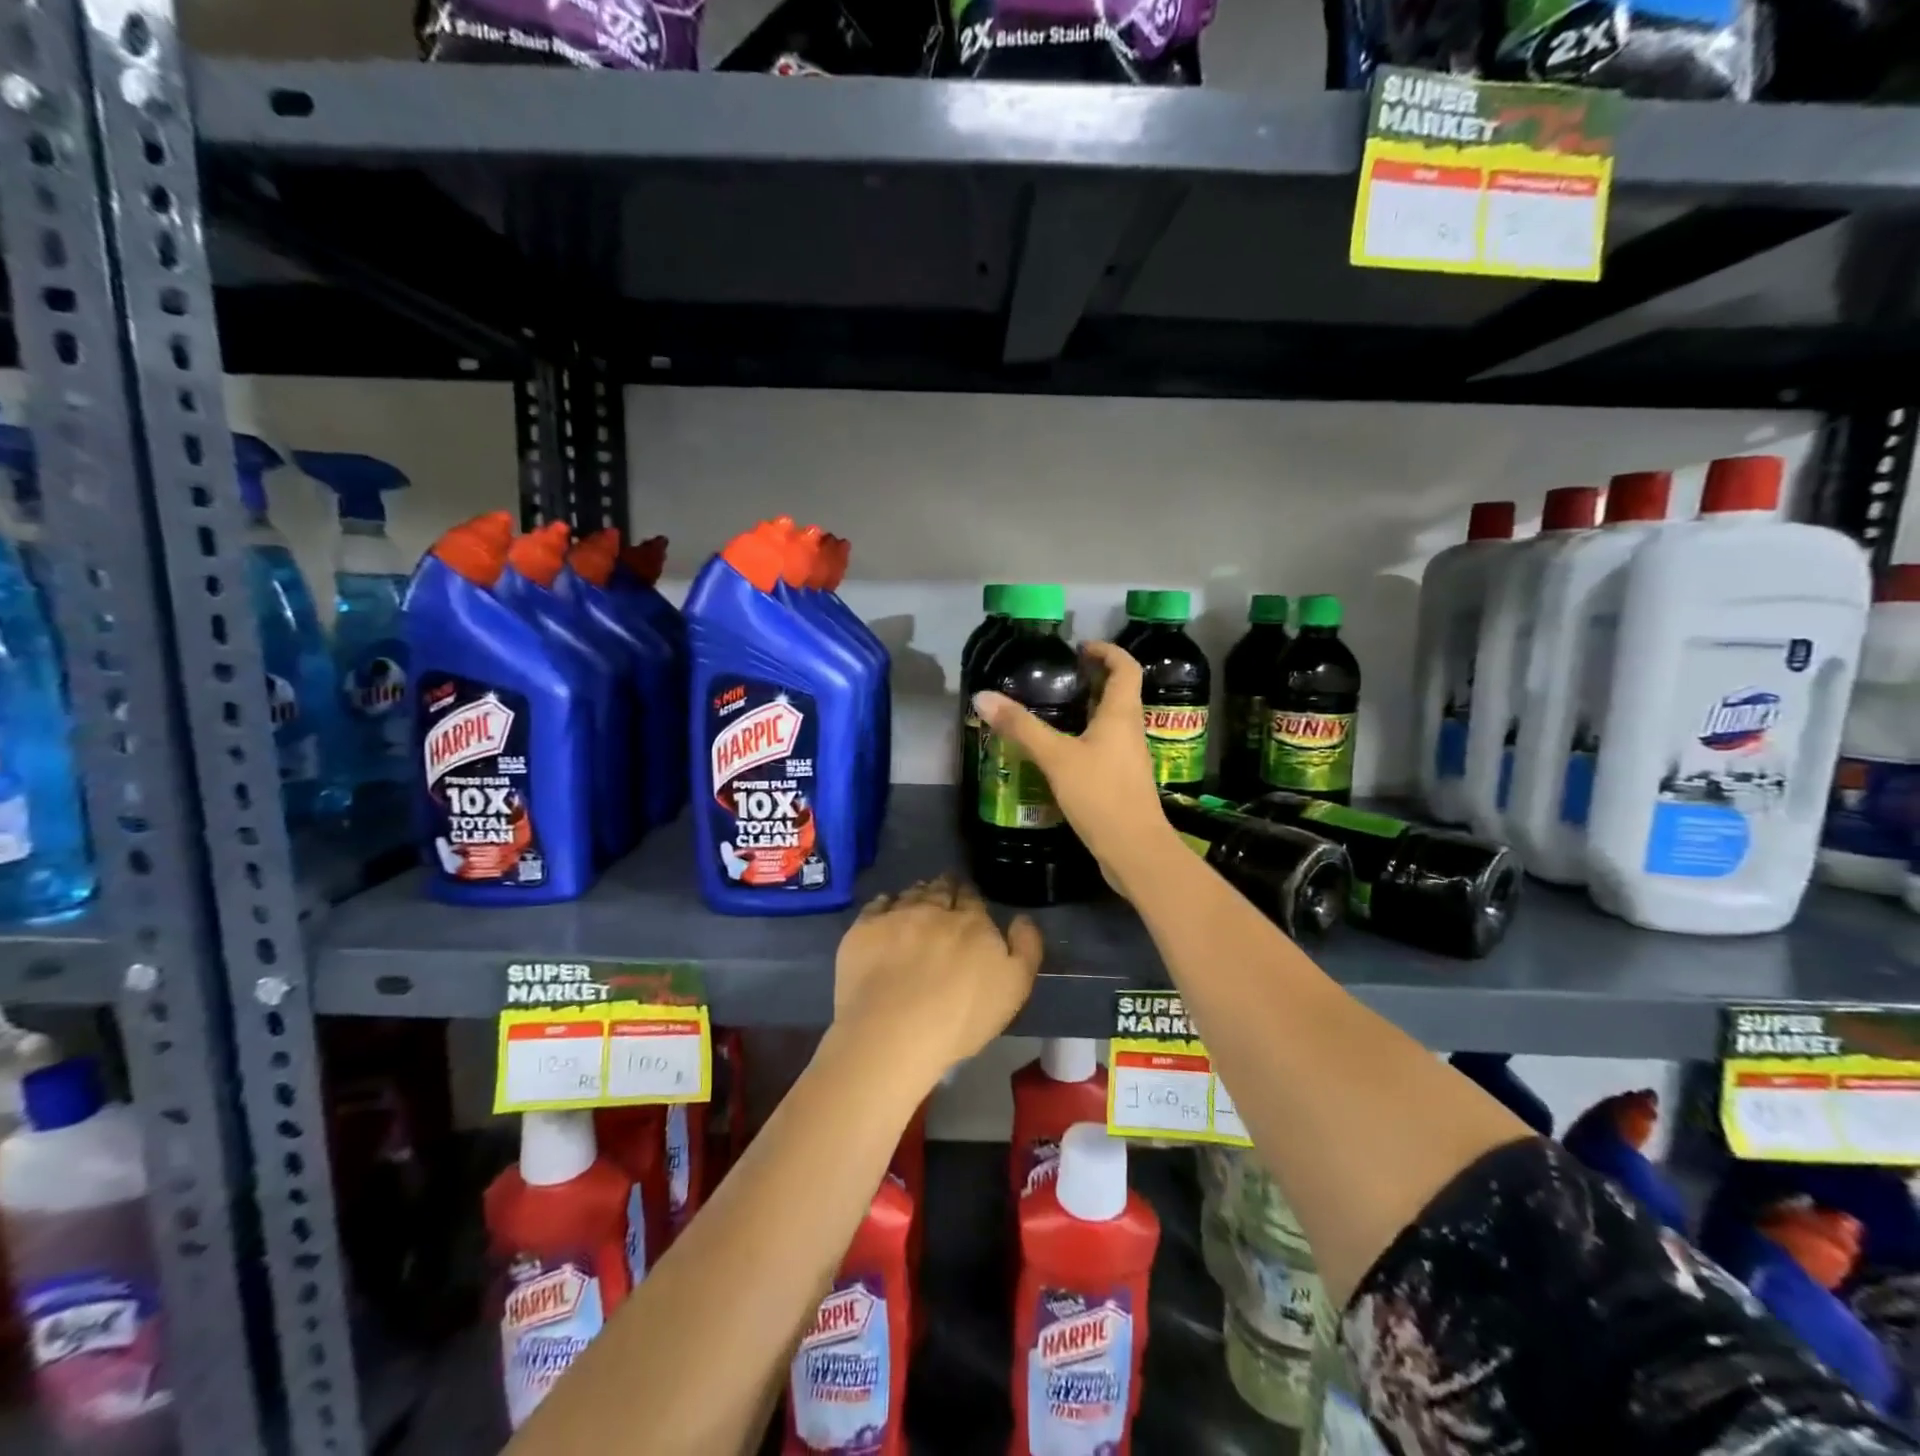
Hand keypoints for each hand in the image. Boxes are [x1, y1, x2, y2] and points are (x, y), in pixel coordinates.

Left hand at [831, 876, 1042, 1082]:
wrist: (894, 1031)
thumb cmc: (961, 1017)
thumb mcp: (1014, 988)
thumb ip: (1025, 948)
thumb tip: (1022, 918)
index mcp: (972, 922)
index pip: (972, 898)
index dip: (970, 897)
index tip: (968, 900)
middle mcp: (934, 910)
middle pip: (941, 890)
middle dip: (945, 888)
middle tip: (944, 890)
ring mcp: (896, 916)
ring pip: (910, 894)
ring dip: (917, 893)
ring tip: (917, 896)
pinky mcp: (864, 929)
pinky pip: (876, 904)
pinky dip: (884, 903)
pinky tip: (885, 909)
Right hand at [973, 641, 1173, 898]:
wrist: (1135, 850)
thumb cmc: (1101, 795)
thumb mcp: (1056, 757)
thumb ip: (1021, 727)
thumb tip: (982, 696)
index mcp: (1122, 714)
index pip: (1125, 667)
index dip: (1107, 651)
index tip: (1080, 647)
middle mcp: (1130, 730)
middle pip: (1120, 692)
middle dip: (1094, 678)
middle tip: (1061, 676)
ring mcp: (1129, 757)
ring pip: (1112, 721)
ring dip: (1089, 708)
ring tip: (1055, 708)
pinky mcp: (1122, 780)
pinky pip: (1105, 745)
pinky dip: (1086, 736)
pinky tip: (1061, 751)